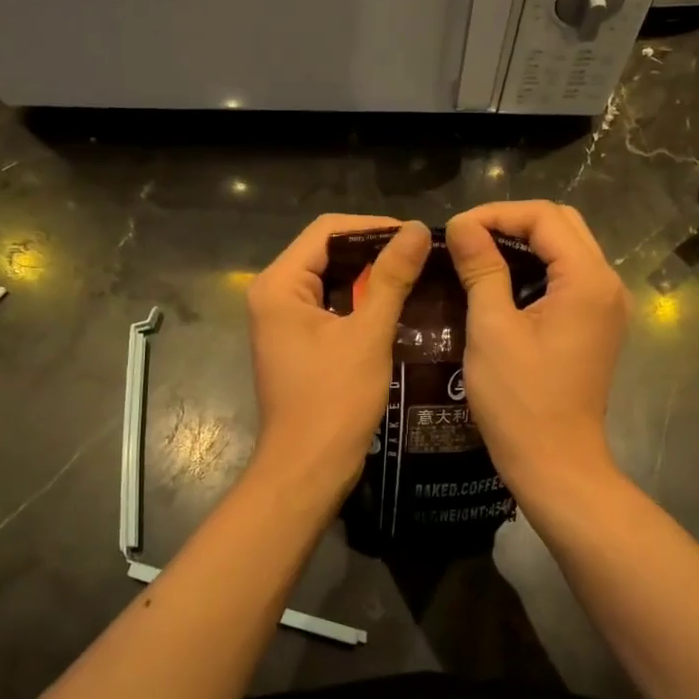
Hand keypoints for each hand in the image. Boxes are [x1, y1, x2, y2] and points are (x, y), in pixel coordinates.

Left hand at [245, 214, 430, 505]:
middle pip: (328, 252)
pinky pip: (332, 306)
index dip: (374, 227)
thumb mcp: (367, 335)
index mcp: (279, 285)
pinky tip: (399, 305)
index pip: (327, 230)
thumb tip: (418, 230)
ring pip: (332, 279)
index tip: (418, 237)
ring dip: (371, 276)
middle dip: (375, 251)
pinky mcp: (299, 342)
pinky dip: (362, 302)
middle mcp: (275, 295)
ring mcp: (284, 320)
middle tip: (423, 256)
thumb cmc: (334, 401)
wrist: (307, 470)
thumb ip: (391, 278)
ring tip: (418, 275)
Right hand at [445, 202, 629, 504]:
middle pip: (562, 224)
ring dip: (525, 243)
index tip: (455, 230)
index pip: (544, 217)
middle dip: (512, 222)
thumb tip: (462, 225)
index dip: (496, 213)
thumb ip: (481, 269)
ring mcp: (608, 305)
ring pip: (568, 247)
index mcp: (587, 280)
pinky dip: (538, 267)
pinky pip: (570, 275)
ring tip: (480, 254)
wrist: (556, 463)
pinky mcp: (599, 324)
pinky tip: (504, 282)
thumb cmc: (520, 399)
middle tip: (467, 239)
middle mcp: (608, 284)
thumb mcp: (491, 329)